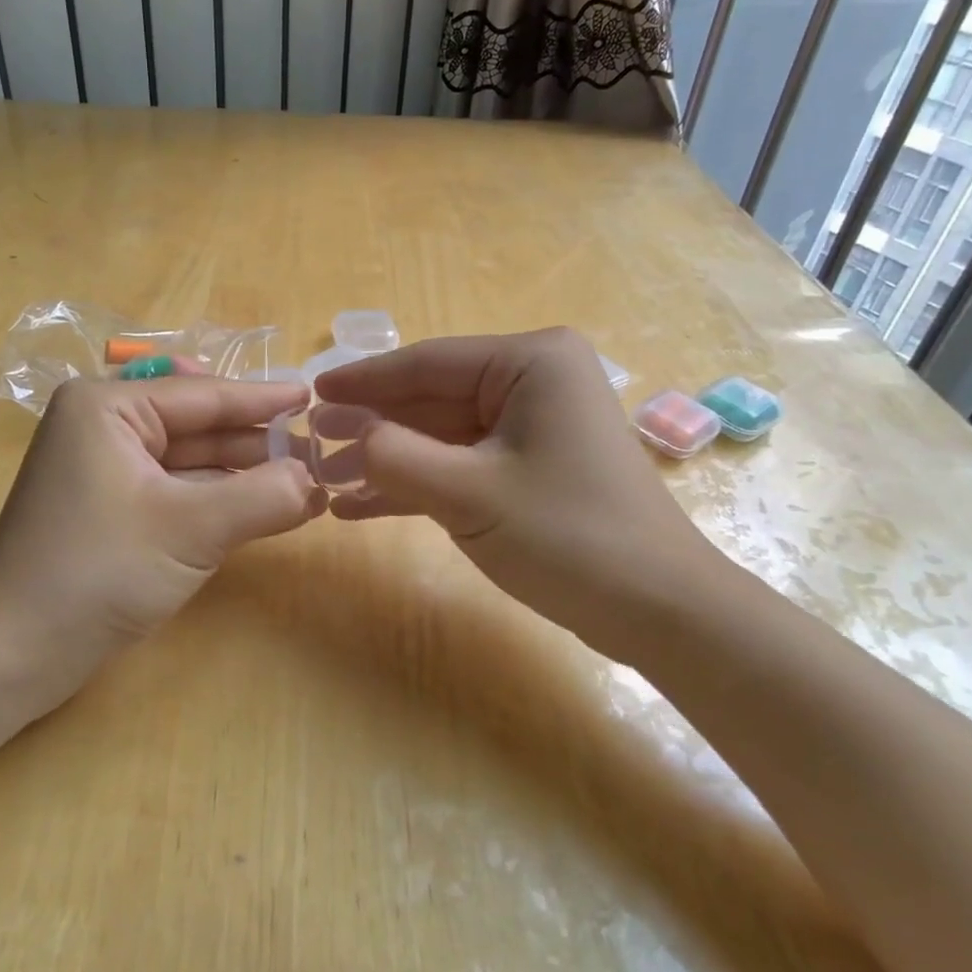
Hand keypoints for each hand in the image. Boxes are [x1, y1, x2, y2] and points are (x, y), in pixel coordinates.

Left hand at [0, 376, 323, 715]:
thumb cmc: (97, 572)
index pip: (203, 394)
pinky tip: (263, 506)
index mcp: (108, 407)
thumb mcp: (191, 528)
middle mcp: (103, 426)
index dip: (263, 399)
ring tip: (304, 480)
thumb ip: (263, 497)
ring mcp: (105, 469)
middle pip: (198, 424)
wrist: (13, 654)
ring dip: (243, 472)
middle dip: (256, 441)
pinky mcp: (111, 508)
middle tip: (318, 450)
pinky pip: (177, 490)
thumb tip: (316, 481)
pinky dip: (218, 499)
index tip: (313, 397)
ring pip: (190, 459)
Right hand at [316, 328, 727, 651]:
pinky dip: (417, 484)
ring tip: (327, 479)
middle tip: (312, 442)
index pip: (428, 361)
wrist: (659, 610)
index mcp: (530, 363)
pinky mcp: (529, 468)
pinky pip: (461, 464)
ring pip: (442, 435)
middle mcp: (533, 382)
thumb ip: (397, 458)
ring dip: (388, 460)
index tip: (312, 392)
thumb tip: (349, 437)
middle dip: (373, 426)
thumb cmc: (569, 535)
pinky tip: (363, 505)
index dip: (364, 380)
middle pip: (432, 398)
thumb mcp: (470, 493)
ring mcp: (532, 427)